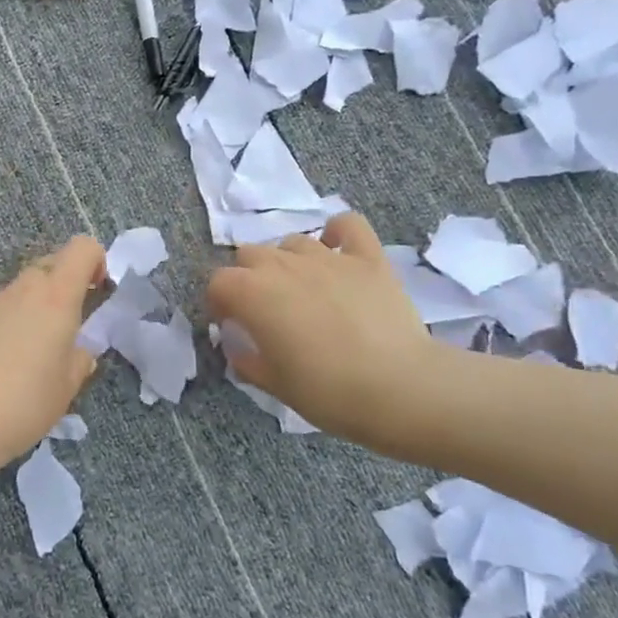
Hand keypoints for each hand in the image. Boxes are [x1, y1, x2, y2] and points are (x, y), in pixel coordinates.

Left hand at [0, 235, 105, 483]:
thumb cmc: (22, 404)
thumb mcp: (66, 388)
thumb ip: (80, 360)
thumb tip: (79, 350)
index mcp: (55, 298)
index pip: (81, 248)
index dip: (95, 260)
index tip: (97, 291)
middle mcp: (21, 291)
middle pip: (49, 265)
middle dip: (65, 287)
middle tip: (68, 330)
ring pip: (21, 291)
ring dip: (35, 309)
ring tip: (33, 357)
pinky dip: (8, 326)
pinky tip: (1, 368)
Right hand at [206, 210, 447, 447]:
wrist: (399, 388)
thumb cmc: (326, 391)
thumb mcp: (273, 384)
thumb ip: (246, 360)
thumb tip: (238, 347)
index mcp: (252, 294)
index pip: (218, 283)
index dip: (219, 303)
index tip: (231, 325)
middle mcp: (283, 265)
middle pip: (250, 254)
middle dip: (248, 278)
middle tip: (264, 310)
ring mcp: (327, 257)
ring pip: (292, 242)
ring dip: (287, 260)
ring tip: (301, 288)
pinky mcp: (367, 258)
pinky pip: (347, 225)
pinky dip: (338, 232)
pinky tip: (337, 249)